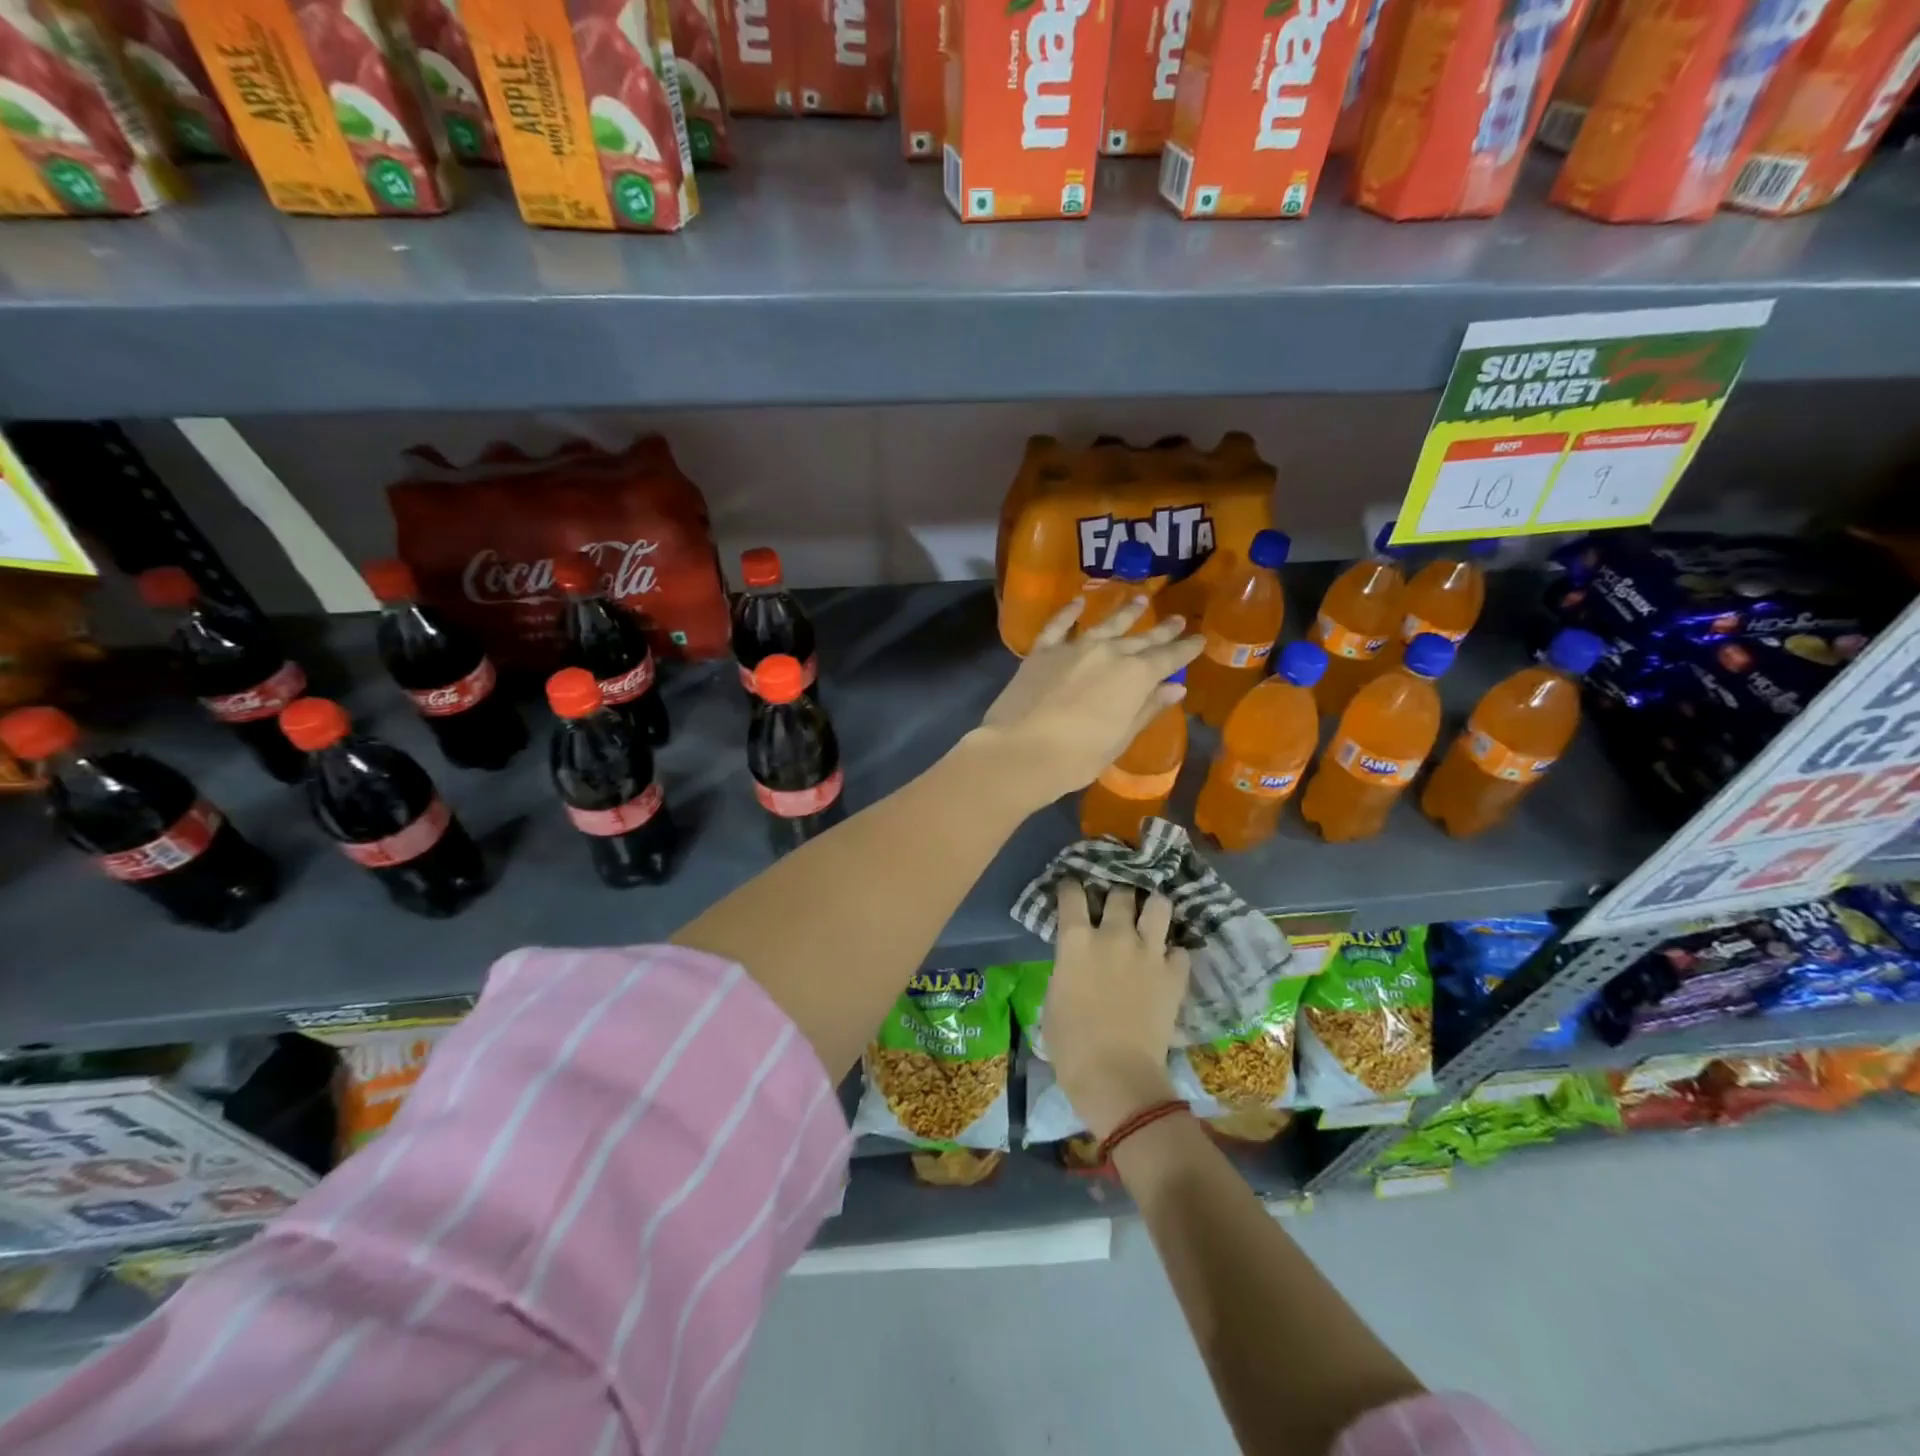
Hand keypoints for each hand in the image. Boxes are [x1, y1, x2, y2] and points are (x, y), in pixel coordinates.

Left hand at [977, 596, 1202, 806]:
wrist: (1020, 751)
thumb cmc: (1078, 756)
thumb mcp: (1121, 737)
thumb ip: (1147, 708)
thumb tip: (1176, 688)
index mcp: (1135, 676)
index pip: (1169, 658)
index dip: (1186, 648)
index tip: (1200, 638)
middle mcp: (1108, 653)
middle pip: (1141, 639)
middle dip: (1162, 630)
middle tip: (1179, 619)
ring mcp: (1074, 648)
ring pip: (1106, 624)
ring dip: (1125, 613)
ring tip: (1141, 600)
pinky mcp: (1042, 652)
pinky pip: (1059, 625)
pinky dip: (1069, 612)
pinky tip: (1078, 602)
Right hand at [1045, 881, 1189, 1140]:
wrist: (1115, 1074)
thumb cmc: (1070, 1044)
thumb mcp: (1054, 998)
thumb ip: (1066, 969)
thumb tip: (1074, 964)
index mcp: (1076, 941)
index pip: (1072, 894)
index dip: (1072, 886)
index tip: (1072, 887)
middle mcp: (1113, 935)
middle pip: (1120, 893)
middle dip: (1117, 894)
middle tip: (1116, 904)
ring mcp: (1148, 952)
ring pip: (1159, 906)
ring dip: (1153, 908)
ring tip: (1150, 916)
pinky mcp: (1174, 974)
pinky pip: (1180, 949)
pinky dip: (1174, 953)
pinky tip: (1168, 961)